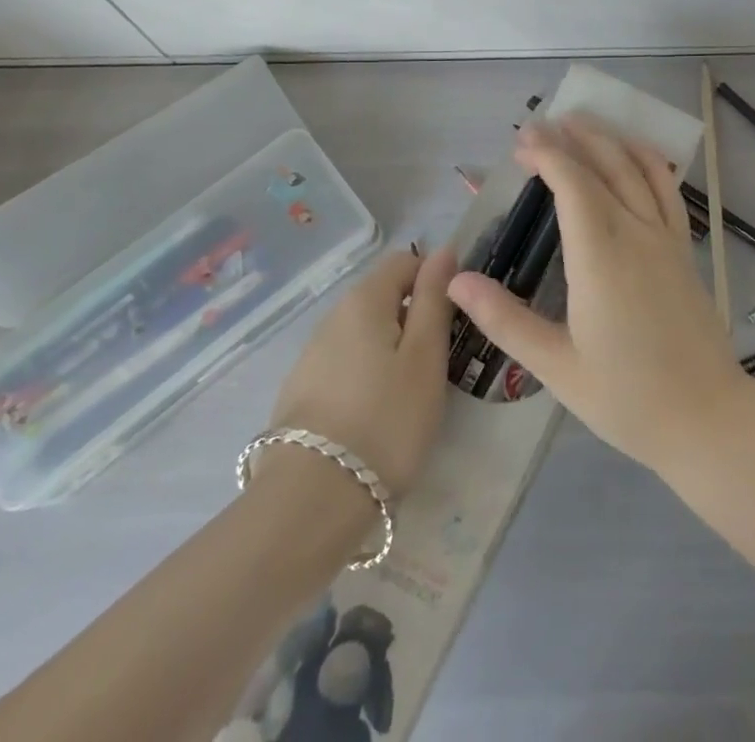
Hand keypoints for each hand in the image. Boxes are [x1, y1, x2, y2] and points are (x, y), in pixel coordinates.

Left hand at [271, 246, 455, 496]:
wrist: (311, 502)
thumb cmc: (386, 420)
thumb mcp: (426, 356)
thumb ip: (434, 298)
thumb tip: (443, 251)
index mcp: (364, 299)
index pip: (405, 261)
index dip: (435, 280)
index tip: (455, 320)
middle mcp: (332, 317)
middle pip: (382, 296)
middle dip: (413, 318)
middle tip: (437, 362)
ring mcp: (311, 356)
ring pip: (364, 333)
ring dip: (390, 349)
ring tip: (409, 394)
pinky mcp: (300, 392)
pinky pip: (345, 364)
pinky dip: (366, 375)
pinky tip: (375, 415)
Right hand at [447, 115, 752, 471]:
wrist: (706, 418)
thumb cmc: (627, 398)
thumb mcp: (556, 366)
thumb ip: (505, 319)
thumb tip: (456, 281)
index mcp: (600, 256)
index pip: (572, 184)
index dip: (546, 155)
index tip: (521, 142)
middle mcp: (636, 233)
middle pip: (603, 166)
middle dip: (569, 139)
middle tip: (539, 125)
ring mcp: (666, 237)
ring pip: (637, 169)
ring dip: (608, 139)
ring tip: (581, 122)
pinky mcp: (684, 248)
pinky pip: (667, 189)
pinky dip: (649, 160)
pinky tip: (635, 152)